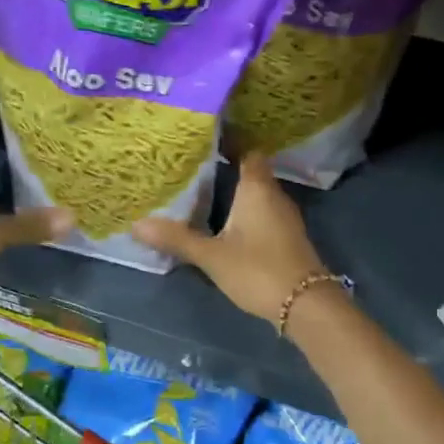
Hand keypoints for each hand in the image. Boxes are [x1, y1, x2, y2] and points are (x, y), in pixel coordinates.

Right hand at [131, 153, 326, 320]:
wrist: (306, 305)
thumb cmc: (258, 270)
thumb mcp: (212, 256)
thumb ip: (177, 239)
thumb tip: (137, 224)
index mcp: (257, 188)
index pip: (247, 150)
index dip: (229, 141)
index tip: (204, 138)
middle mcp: (274, 195)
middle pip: (251, 171)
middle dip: (226, 167)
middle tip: (193, 166)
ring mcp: (285, 217)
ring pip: (257, 194)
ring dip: (235, 193)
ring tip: (203, 192)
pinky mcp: (287, 237)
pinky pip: (263, 213)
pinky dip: (245, 212)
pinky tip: (226, 223)